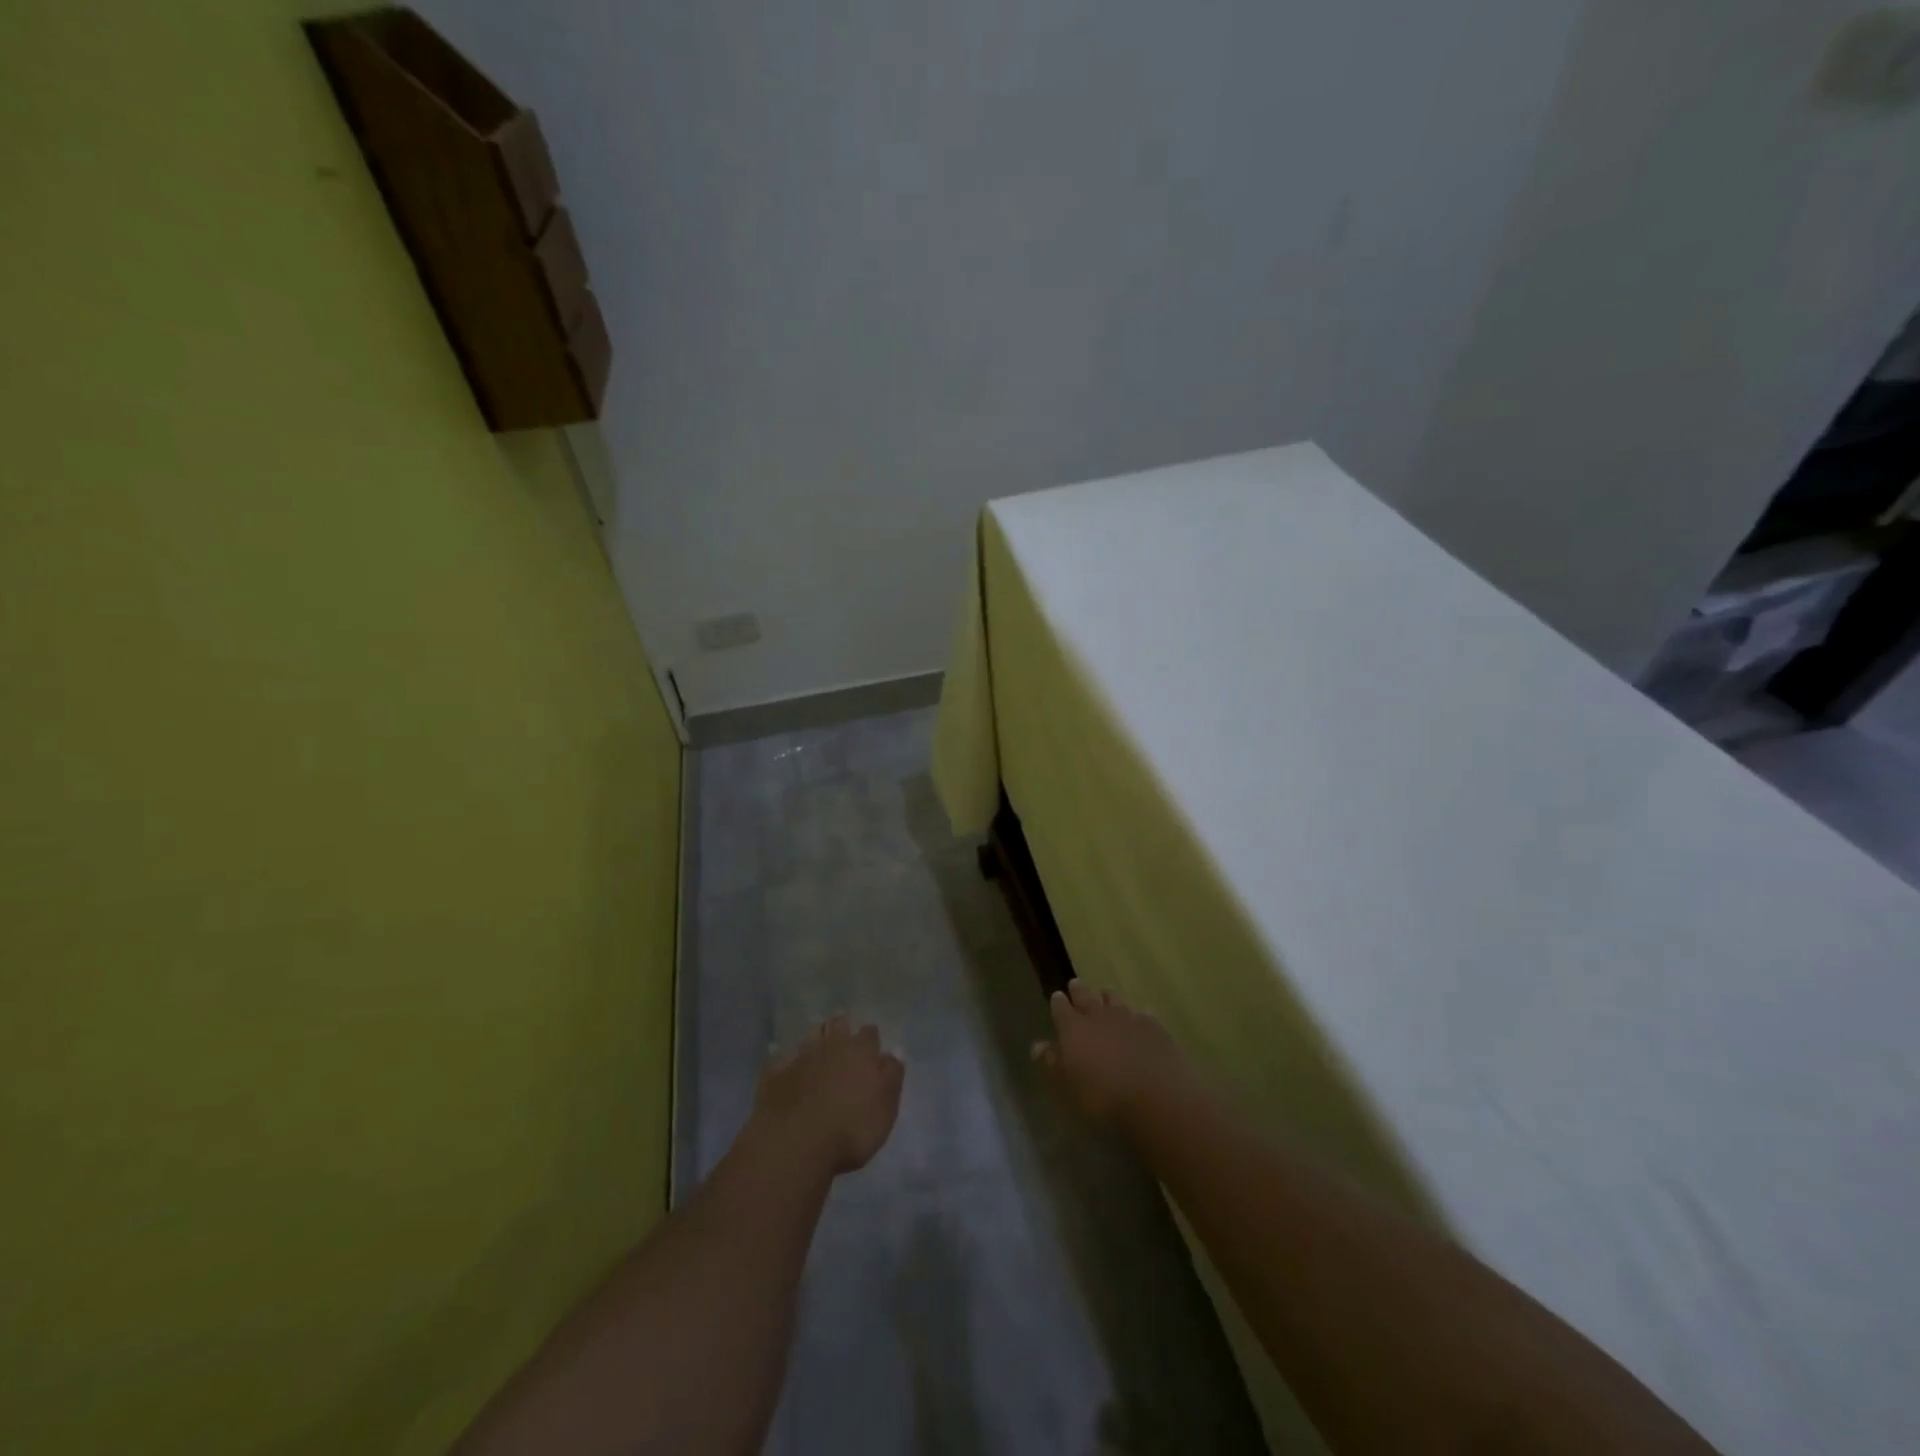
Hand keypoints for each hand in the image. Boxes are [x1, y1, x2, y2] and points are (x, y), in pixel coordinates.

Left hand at [753, 1016, 905, 1174]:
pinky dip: (787, 1057)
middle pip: (839, 1025)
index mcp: (861, 1051)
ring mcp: (801, 1056)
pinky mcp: (776, 1072)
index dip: (870, 1040)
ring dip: (817, 1036)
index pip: (869, 1033)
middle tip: (844, 1038)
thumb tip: (894, 1052)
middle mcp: (832, 1045)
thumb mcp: (885, 1108)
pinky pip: (782, 1056)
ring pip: (811, 1035)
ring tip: (819, 1044)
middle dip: (842, 1028)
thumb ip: (892, 1076)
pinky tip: (786, 1062)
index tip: (871, 1049)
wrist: (795, 1145)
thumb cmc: (850, 1130)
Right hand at [1032, 979, 1188, 1122]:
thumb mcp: (1067, 1087)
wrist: (1156, 1098)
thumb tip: (1038, 1046)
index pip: (1061, 1009)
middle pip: (1087, 997)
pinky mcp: (1154, 1028)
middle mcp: (1099, 1016)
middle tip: (1075, 983)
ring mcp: (1129, 1018)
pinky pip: (1143, 1014)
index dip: (1058, 1002)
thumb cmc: (1103, 1098)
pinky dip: (1139, 1013)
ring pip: (1115, 1000)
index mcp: (1074, 1029)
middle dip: (1079, 991)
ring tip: (1106, 992)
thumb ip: (1052, 1064)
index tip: (1057, 996)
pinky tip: (1142, 1015)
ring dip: (1108, 996)